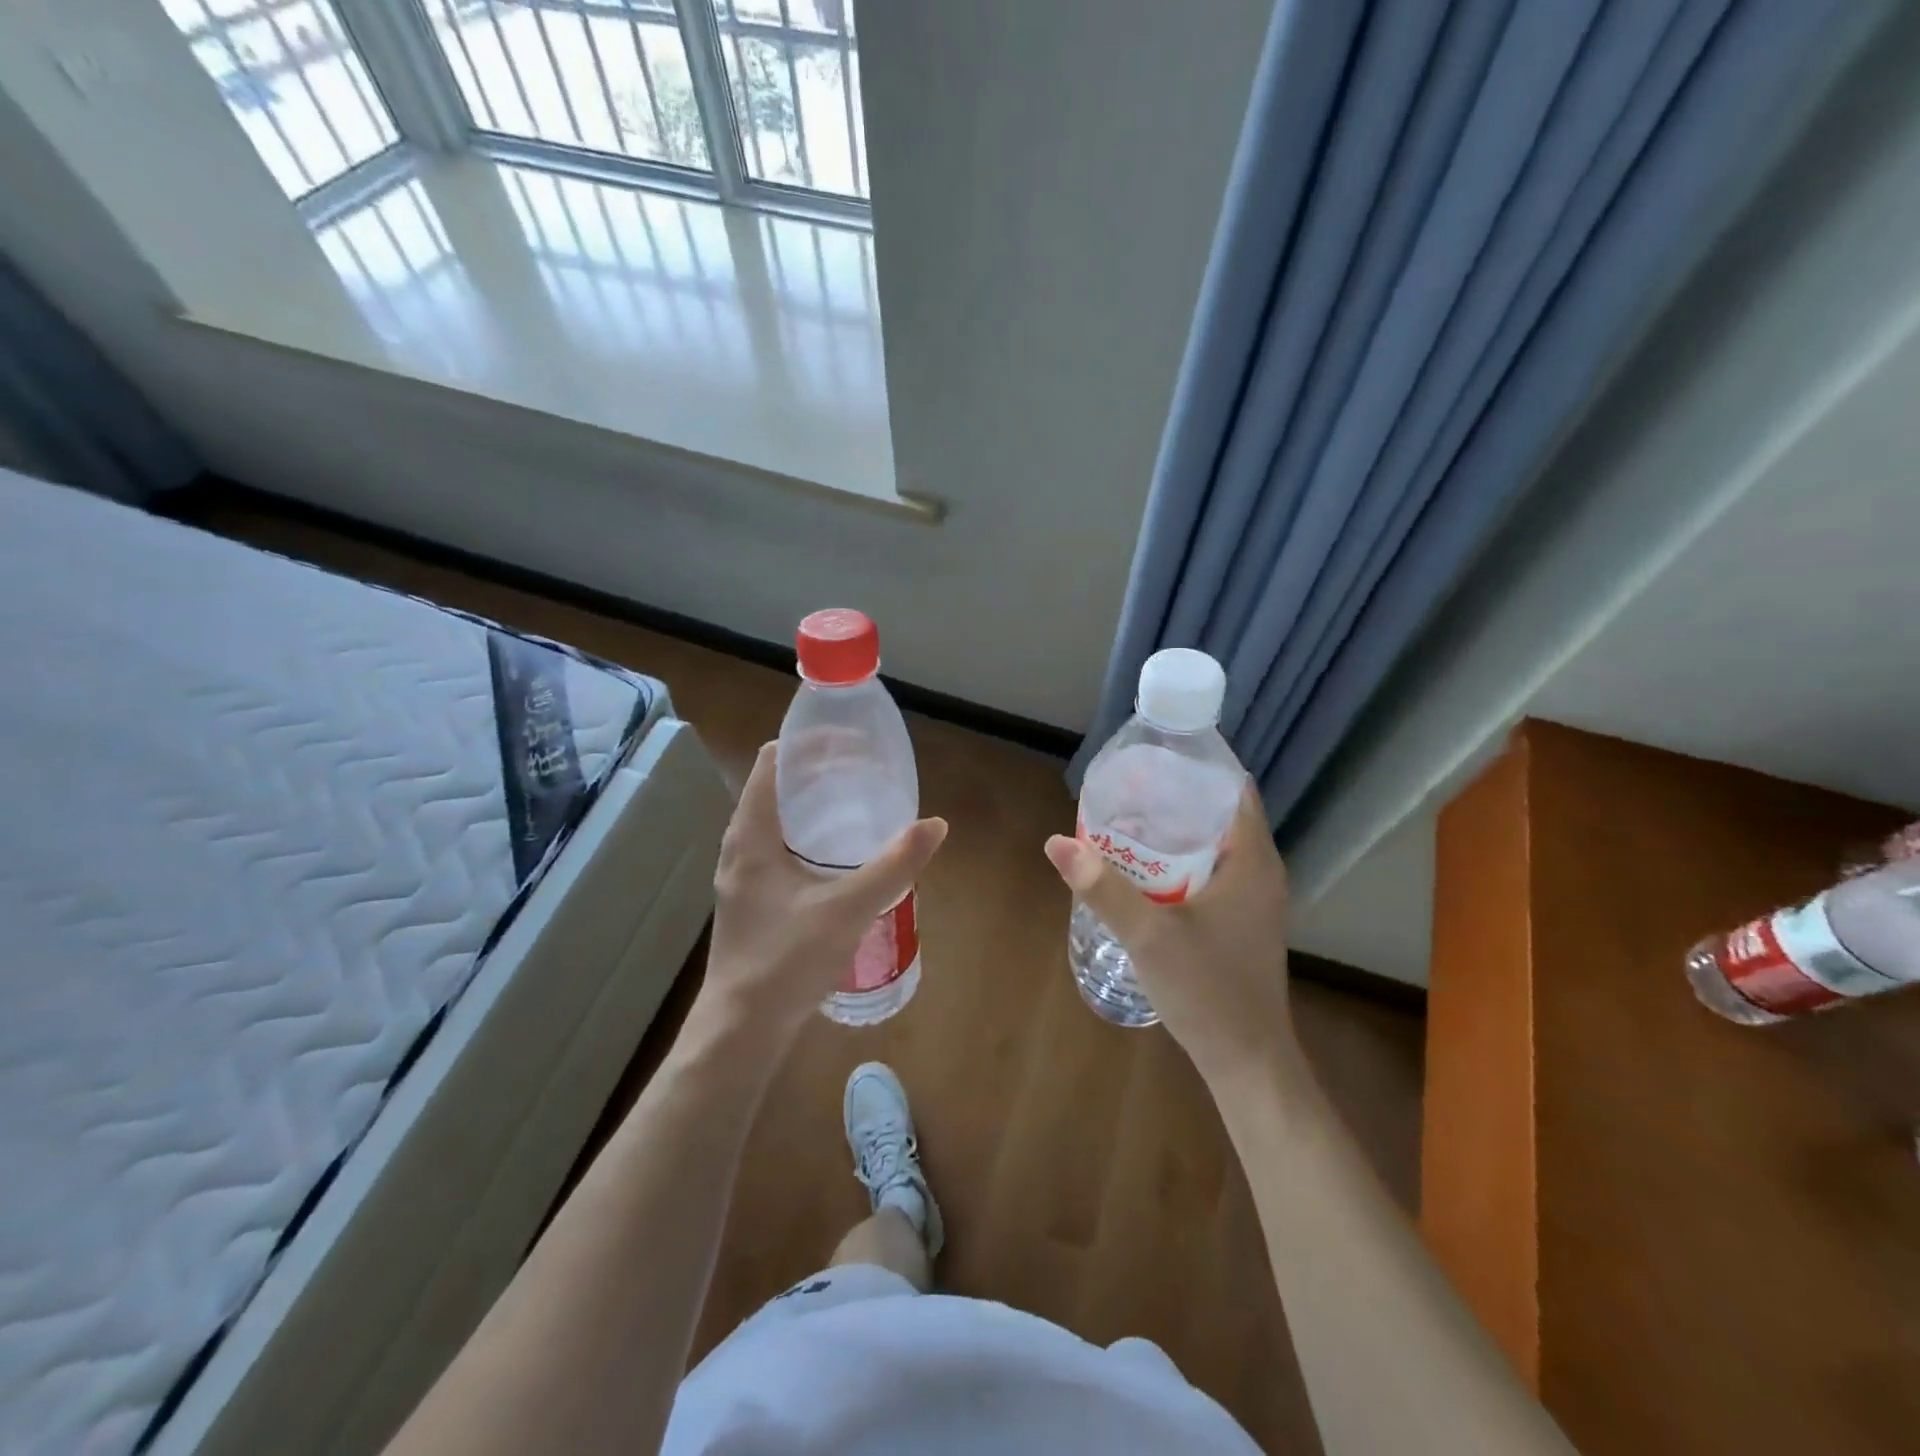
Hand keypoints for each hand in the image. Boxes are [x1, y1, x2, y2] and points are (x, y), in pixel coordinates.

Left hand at [699, 743, 946, 1048]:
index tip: (848, 741)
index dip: (807, 744)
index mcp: (751, 836)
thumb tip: (936, 825)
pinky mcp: (750, 902)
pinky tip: (835, 858)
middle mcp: (739, 848)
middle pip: (773, 789)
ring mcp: (741, 877)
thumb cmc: (786, 960)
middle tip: (861, 770)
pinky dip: (804, 837)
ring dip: (809, 806)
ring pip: (773, 822)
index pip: (771, 764)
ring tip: (853, 804)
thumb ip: (894, 866)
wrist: (741, 1030)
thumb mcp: (848, 909)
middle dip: (815, 773)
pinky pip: (775, 849)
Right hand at [1045, 781, 1292, 1085]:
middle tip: (1124, 791)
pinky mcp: (1242, 922)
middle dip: (1172, 798)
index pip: (1232, 788)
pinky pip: (1211, 872)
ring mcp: (1253, 899)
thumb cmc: (1207, 989)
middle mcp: (1260, 871)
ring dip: (1174, 831)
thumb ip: (1103, 887)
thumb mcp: (1148, 935)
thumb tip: (1057, 842)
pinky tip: (1143, 871)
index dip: (1193, 767)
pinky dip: (1180, 861)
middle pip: (1218, 813)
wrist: (1246, 1060)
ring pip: (1213, 845)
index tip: (1149, 759)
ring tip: (1126, 822)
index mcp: (1252, 860)